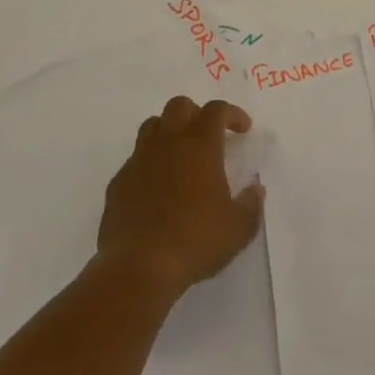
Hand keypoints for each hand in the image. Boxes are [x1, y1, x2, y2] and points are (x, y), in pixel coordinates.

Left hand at [96, 96, 263, 300]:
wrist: (137, 269)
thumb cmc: (195, 242)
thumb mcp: (238, 229)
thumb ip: (251, 204)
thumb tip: (255, 189)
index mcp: (199, 146)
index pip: (216, 110)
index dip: (232, 114)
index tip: (243, 129)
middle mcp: (167, 144)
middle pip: (179, 106)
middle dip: (196, 113)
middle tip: (209, 135)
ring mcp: (139, 161)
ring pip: (152, 126)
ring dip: (169, 131)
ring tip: (181, 154)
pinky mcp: (118, 183)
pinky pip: (135, 159)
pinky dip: (149, 163)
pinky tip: (157, 188)